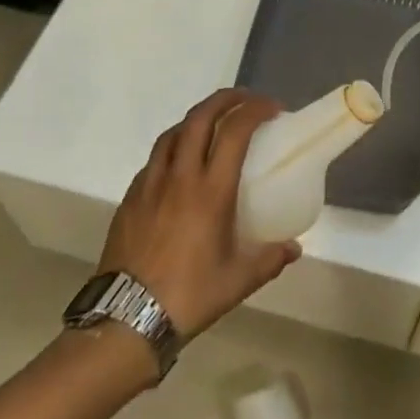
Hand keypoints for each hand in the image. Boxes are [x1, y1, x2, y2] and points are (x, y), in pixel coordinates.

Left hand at [99, 88, 301, 338]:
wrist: (126, 319)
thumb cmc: (189, 296)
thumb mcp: (238, 281)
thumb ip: (269, 259)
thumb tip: (293, 248)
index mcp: (210, 191)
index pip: (234, 131)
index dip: (254, 110)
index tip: (272, 109)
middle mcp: (180, 177)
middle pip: (200, 118)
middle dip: (224, 99)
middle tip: (244, 100)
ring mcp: (150, 184)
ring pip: (173, 133)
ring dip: (196, 119)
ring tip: (213, 126)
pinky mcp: (130, 198)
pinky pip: (155, 159)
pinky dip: (173, 148)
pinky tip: (180, 165)